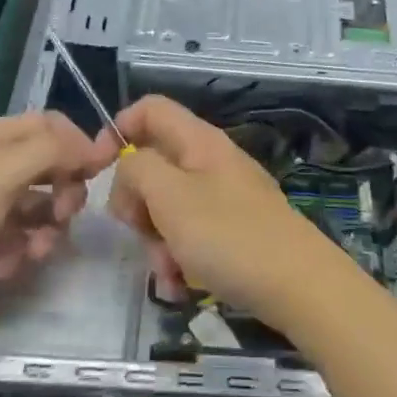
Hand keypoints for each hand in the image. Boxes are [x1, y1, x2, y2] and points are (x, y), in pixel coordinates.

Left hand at [0, 111, 116, 329]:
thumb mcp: (5, 171)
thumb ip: (55, 150)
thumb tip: (97, 146)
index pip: (52, 125)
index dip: (80, 143)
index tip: (101, 170)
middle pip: (53, 167)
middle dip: (66, 192)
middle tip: (64, 215)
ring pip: (42, 207)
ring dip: (46, 230)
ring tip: (33, 252)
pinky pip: (22, 238)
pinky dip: (21, 252)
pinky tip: (5, 267)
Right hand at [108, 95, 353, 327]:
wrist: (299, 285)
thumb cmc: (229, 235)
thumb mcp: (171, 196)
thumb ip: (137, 170)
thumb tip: (128, 167)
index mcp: (198, 141)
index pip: (149, 110)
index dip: (117, 131)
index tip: (98, 171)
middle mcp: (210, 162)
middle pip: (152, 165)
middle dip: (137, 204)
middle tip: (139, 230)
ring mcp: (223, 197)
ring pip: (167, 208)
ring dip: (156, 242)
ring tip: (168, 273)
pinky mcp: (232, 231)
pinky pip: (190, 236)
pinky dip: (179, 260)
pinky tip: (180, 287)